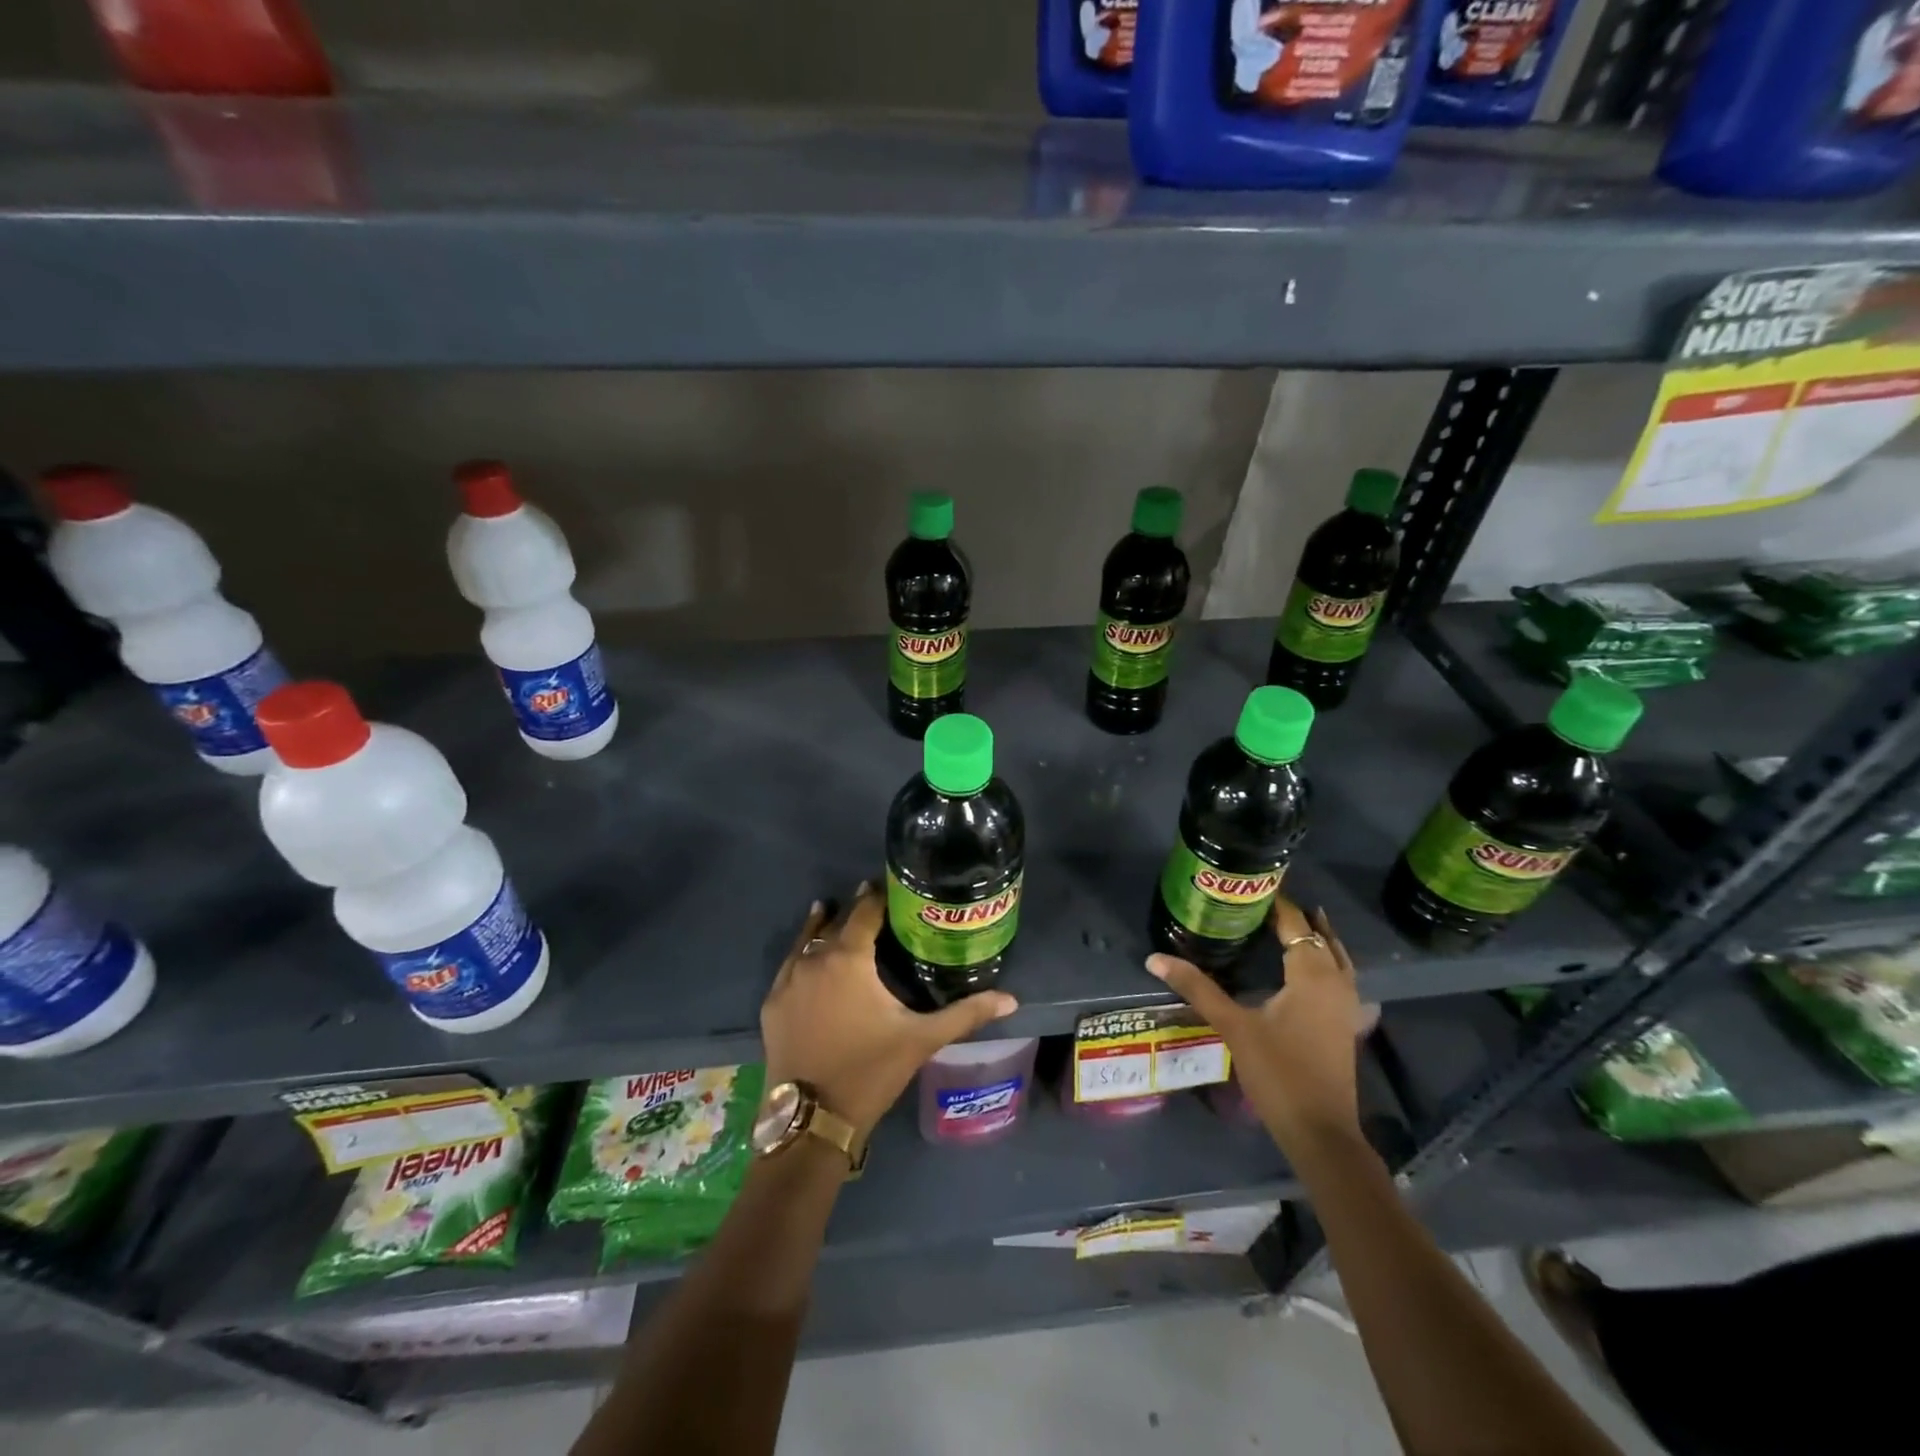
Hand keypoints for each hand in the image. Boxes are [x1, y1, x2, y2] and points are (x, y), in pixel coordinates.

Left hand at [760, 882, 1018, 1137]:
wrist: (813, 1120)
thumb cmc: (871, 1071)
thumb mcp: (922, 1039)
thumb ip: (966, 1013)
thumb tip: (1011, 999)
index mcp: (848, 958)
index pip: (864, 911)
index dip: (877, 895)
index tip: (892, 885)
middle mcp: (813, 959)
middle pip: (835, 923)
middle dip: (853, 910)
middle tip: (872, 901)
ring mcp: (787, 981)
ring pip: (806, 940)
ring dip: (821, 925)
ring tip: (831, 909)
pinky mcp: (771, 1004)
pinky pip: (788, 966)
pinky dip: (800, 953)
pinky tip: (807, 954)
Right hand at [1146, 895, 1362, 1151]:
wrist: (1321, 1132)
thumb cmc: (1278, 1073)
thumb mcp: (1233, 1026)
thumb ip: (1197, 987)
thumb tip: (1155, 958)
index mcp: (1311, 975)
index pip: (1295, 924)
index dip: (1278, 903)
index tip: (1253, 885)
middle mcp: (1335, 982)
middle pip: (1320, 936)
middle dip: (1297, 916)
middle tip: (1265, 900)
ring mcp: (1346, 1006)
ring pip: (1336, 957)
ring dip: (1316, 937)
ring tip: (1293, 922)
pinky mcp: (1345, 1025)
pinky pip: (1340, 978)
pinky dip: (1327, 961)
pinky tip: (1312, 969)